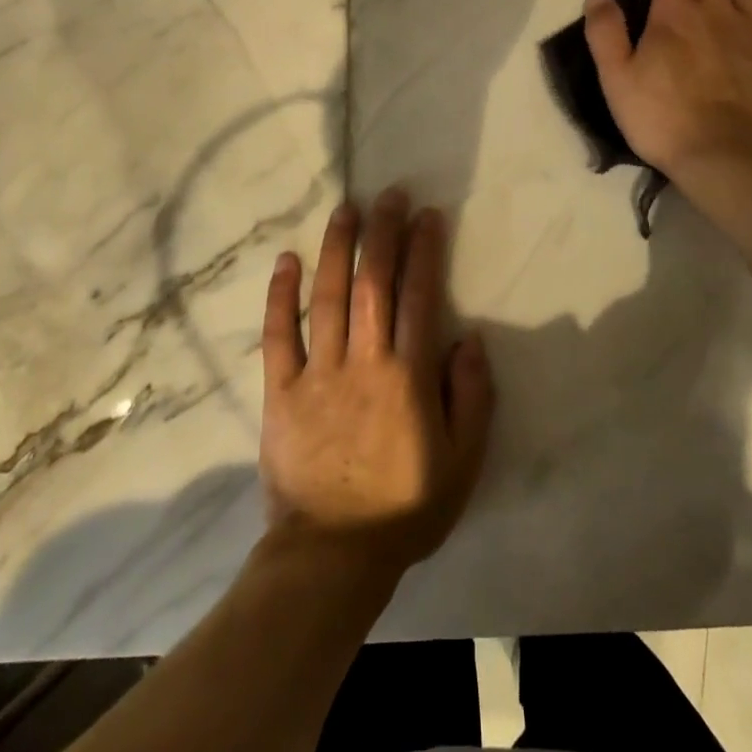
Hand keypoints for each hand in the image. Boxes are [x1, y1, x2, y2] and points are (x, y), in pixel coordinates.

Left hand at [260, 190, 494, 579]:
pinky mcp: (281, 392)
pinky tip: (286, 261)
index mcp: (408, 376)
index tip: (427, 215)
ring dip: (337, 248)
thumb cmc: (406, 508)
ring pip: (327, 297)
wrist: (332, 557)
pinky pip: (278, 336)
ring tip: (345, 210)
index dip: (424, 250)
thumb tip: (471, 337)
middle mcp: (363, 362)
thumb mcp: (463, 461)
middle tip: (388, 194)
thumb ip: (472, 396)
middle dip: (382, 233)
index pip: (419, 296)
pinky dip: (281, 297)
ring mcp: (318, 374)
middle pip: (373, 283)